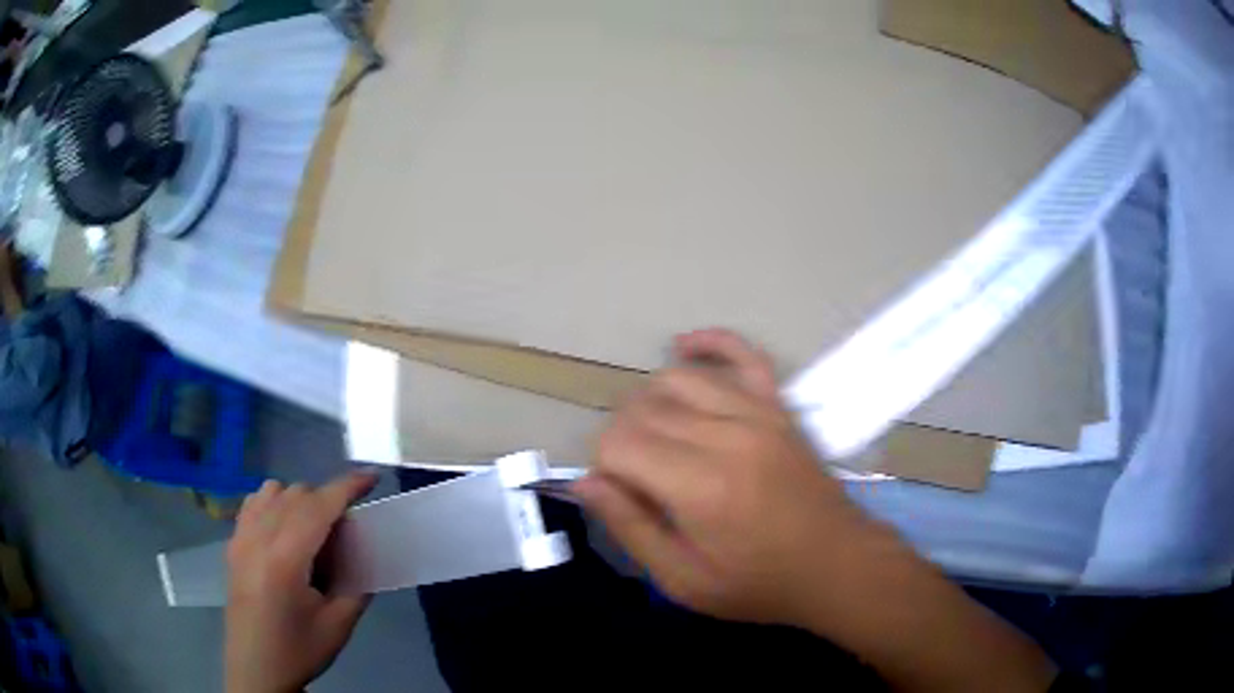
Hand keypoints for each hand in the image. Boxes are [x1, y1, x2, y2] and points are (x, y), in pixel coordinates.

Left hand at [225, 474, 377, 692]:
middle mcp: (259, 537)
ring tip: (313, 531)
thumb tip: (367, 553)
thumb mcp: (339, 625)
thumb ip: (356, 584)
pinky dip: (273, 503)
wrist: (256, 668)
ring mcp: (241, 537)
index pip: (320, 506)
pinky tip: (283, 530)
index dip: (348, 487)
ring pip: (273, 491)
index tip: (373, 478)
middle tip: (346, 532)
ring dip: (299, 500)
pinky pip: (254, 502)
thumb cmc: (299, 649)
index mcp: (286, 559)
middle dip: (327, 500)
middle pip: (297, 494)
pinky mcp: (233, 543)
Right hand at [575, 328, 886, 626]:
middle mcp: (726, 436)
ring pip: (678, 379)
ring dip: (650, 403)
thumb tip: (585, 483)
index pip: (618, 441)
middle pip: (642, 408)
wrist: (837, 565)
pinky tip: (684, 349)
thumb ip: (631, 528)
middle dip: (622, 438)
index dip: (604, 466)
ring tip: (657, 439)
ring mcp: (758, 413)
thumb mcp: (684, 581)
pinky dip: (709, 343)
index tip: (621, 495)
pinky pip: (742, 354)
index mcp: (699, 486)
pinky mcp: (779, 407)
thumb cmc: (759, 584)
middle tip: (637, 479)